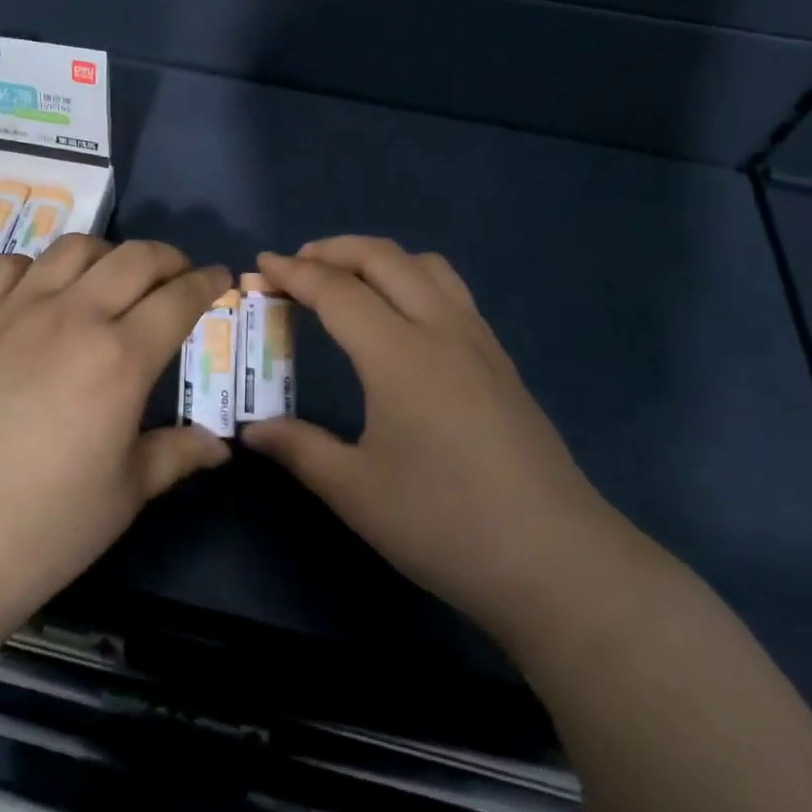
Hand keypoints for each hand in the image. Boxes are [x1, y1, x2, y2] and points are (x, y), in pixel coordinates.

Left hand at [0, 235, 232, 637]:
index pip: (179, 297)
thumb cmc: (46, 526)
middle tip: (175, 276)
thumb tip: (219, 445)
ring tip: (110, 278)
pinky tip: (38, 292)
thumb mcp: (126, 494)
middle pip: (134, 257)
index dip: (207, 282)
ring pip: (73, 249)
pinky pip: (6, 266)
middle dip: (167, 258)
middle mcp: (73, 317)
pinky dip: (34, 267)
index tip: (219, 277)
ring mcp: (15, 312)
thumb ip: (177, 454)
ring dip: (106, 254)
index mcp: (121, 358)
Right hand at [242, 237, 621, 639]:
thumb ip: (299, 449)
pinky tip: (401, 318)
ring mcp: (478, 341)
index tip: (260, 266)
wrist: (557, 561)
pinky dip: (412, 279)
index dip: (293, 273)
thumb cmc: (445, 524)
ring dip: (379, 258)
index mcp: (398, 354)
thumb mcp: (356, 491)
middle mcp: (440, 329)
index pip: (336, 290)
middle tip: (295, 265)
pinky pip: (451, 291)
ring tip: (348, 280)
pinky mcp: (501, 361)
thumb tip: (253, 430)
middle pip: (383, 258)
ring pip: (426, 265)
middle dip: (333, 250)